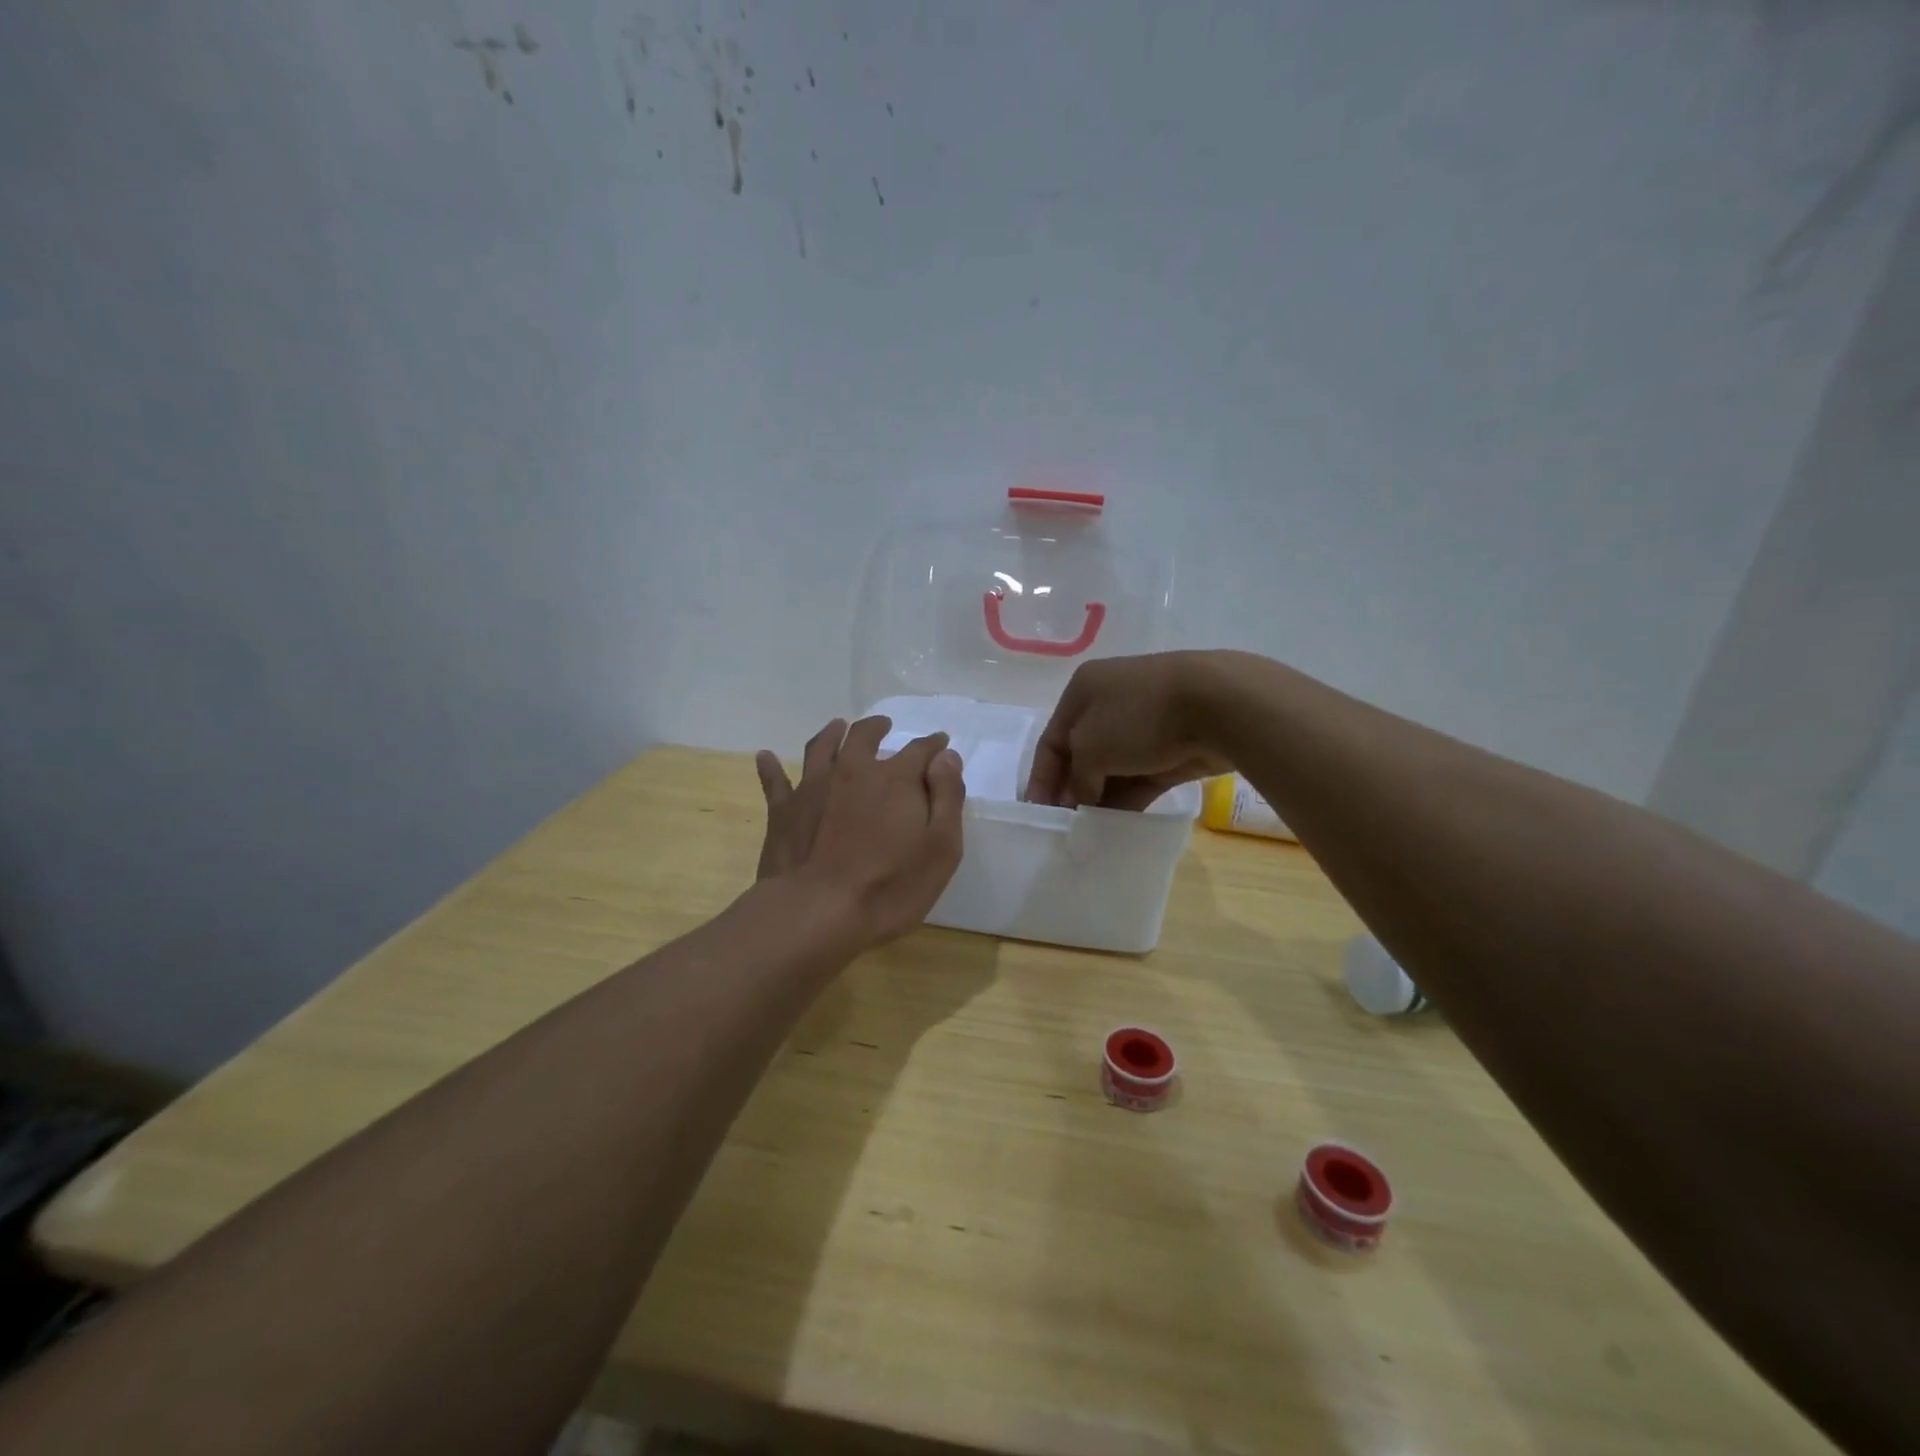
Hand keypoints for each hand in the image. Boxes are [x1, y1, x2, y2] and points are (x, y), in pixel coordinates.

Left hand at [755, 716, 965, 945]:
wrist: (817, 912)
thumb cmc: (889, 886)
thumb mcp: (941, 848)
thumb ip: (947, 797)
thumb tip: (946, 757)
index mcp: (895, 779)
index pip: (920, 751)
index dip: (933, 746)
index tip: (940, 744)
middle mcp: (853, 771)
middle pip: (864, 736)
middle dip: (878, 727)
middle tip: (884, 726)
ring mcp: (813, 787)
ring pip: (822, 747)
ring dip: (832, 733)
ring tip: (838, 727)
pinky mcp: (783, 811)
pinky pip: (774, 780)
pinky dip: (770, 767)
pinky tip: (765, 757)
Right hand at [1024, 651, 1231, 809]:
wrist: (1218, 704)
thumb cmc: (1139, 717)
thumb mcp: (1090, 747)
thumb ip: (1079, 778)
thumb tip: (1085, 799)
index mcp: (1083, 690)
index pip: (1051, 740)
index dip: (1042, 778)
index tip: (1038, 813)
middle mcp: (1110, 703)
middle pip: (1081, 755)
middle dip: (1072, 790)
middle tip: (1066, 826)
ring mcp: (1145, 725)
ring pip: (1113, 769)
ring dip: (1100, 798)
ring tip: (1090, 832)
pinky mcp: (1173, 747)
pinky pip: (1141, 778)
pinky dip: (1129, 799)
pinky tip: (1119, 827)